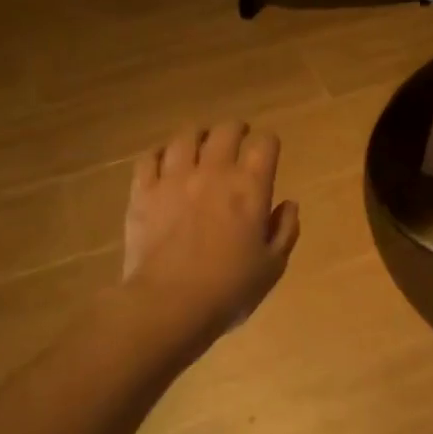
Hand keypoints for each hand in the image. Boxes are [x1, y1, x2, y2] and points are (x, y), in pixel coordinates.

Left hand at [122, 124, 300, 351]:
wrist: (170, 303)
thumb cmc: (229, 289)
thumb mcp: (272, 266)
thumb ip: (285, 230)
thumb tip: (289, 204)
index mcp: (250, 188)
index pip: (265, 145)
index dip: (269, 143)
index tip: (268, 149)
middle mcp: (213, 172)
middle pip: (225, 131)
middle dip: (235, 129)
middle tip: (237, 136)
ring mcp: (174, 178)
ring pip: (185, 137)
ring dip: (197, 135)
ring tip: (200, 142)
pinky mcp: (143, 192)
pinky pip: (149, 158)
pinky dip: (160, 154)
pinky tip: (164, 161)